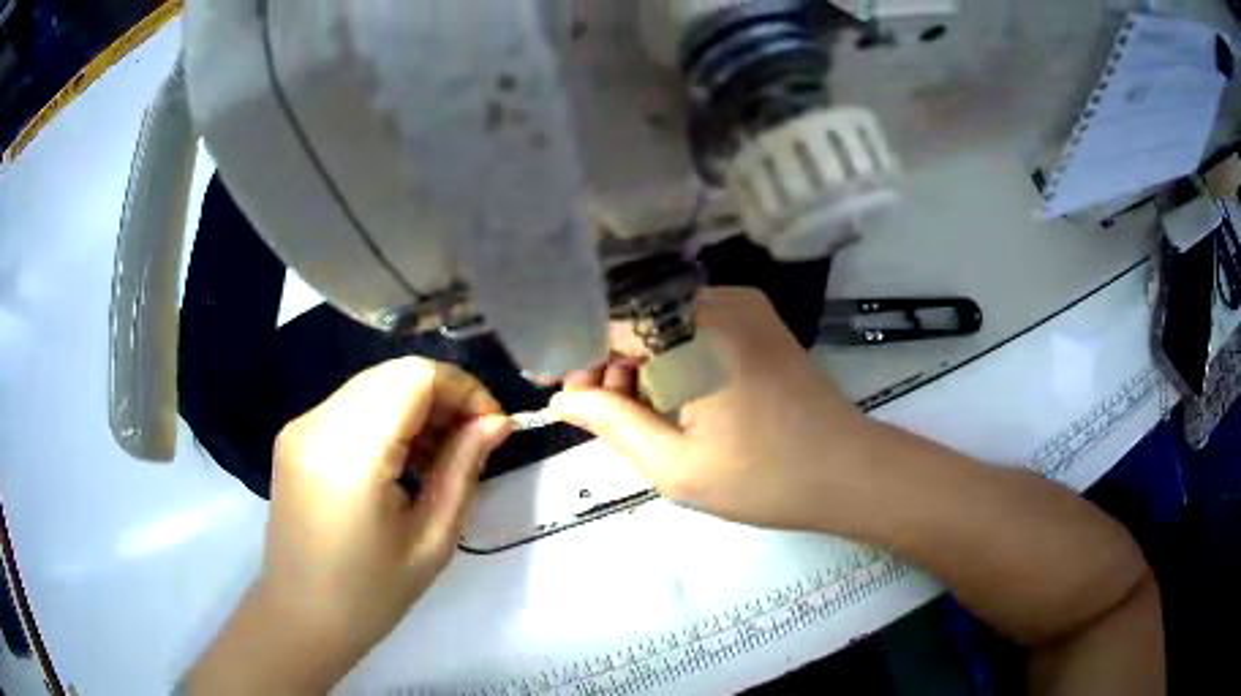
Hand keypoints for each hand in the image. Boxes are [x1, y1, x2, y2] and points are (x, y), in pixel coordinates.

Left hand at [186, 358, 510, 692]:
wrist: (301, 617)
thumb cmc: (371, 595)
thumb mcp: (432, 540)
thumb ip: (463, 469)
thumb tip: (496, 422)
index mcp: (350, 454)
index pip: (414, 377)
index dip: (463, 389)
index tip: (491, 428)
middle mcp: (316, 424)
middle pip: (394, 374)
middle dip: (443, 397)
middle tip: (470, 444)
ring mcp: (299, 426)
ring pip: (373, 385)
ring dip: (415, 407)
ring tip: (437, 458)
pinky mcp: (294, 435)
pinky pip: (351, 405)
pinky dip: (386, 417)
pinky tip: (401, 460)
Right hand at [550, 287, 874, 530]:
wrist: (851, 473)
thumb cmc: (765, 477)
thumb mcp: (676, 465)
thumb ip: (612, 423)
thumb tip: (563, 398)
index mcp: (699, 329)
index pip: (612, 323)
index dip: (579, 356)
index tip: (562, 394)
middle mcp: (721, 300)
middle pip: (639, 318)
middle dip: (610, 363)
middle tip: (599, 414)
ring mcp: (746, 307)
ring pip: (666, 324)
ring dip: (642, 364)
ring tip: (638, 416)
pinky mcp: (760, 323)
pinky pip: (695, 328)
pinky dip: (673, 359)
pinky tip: (674, 400)